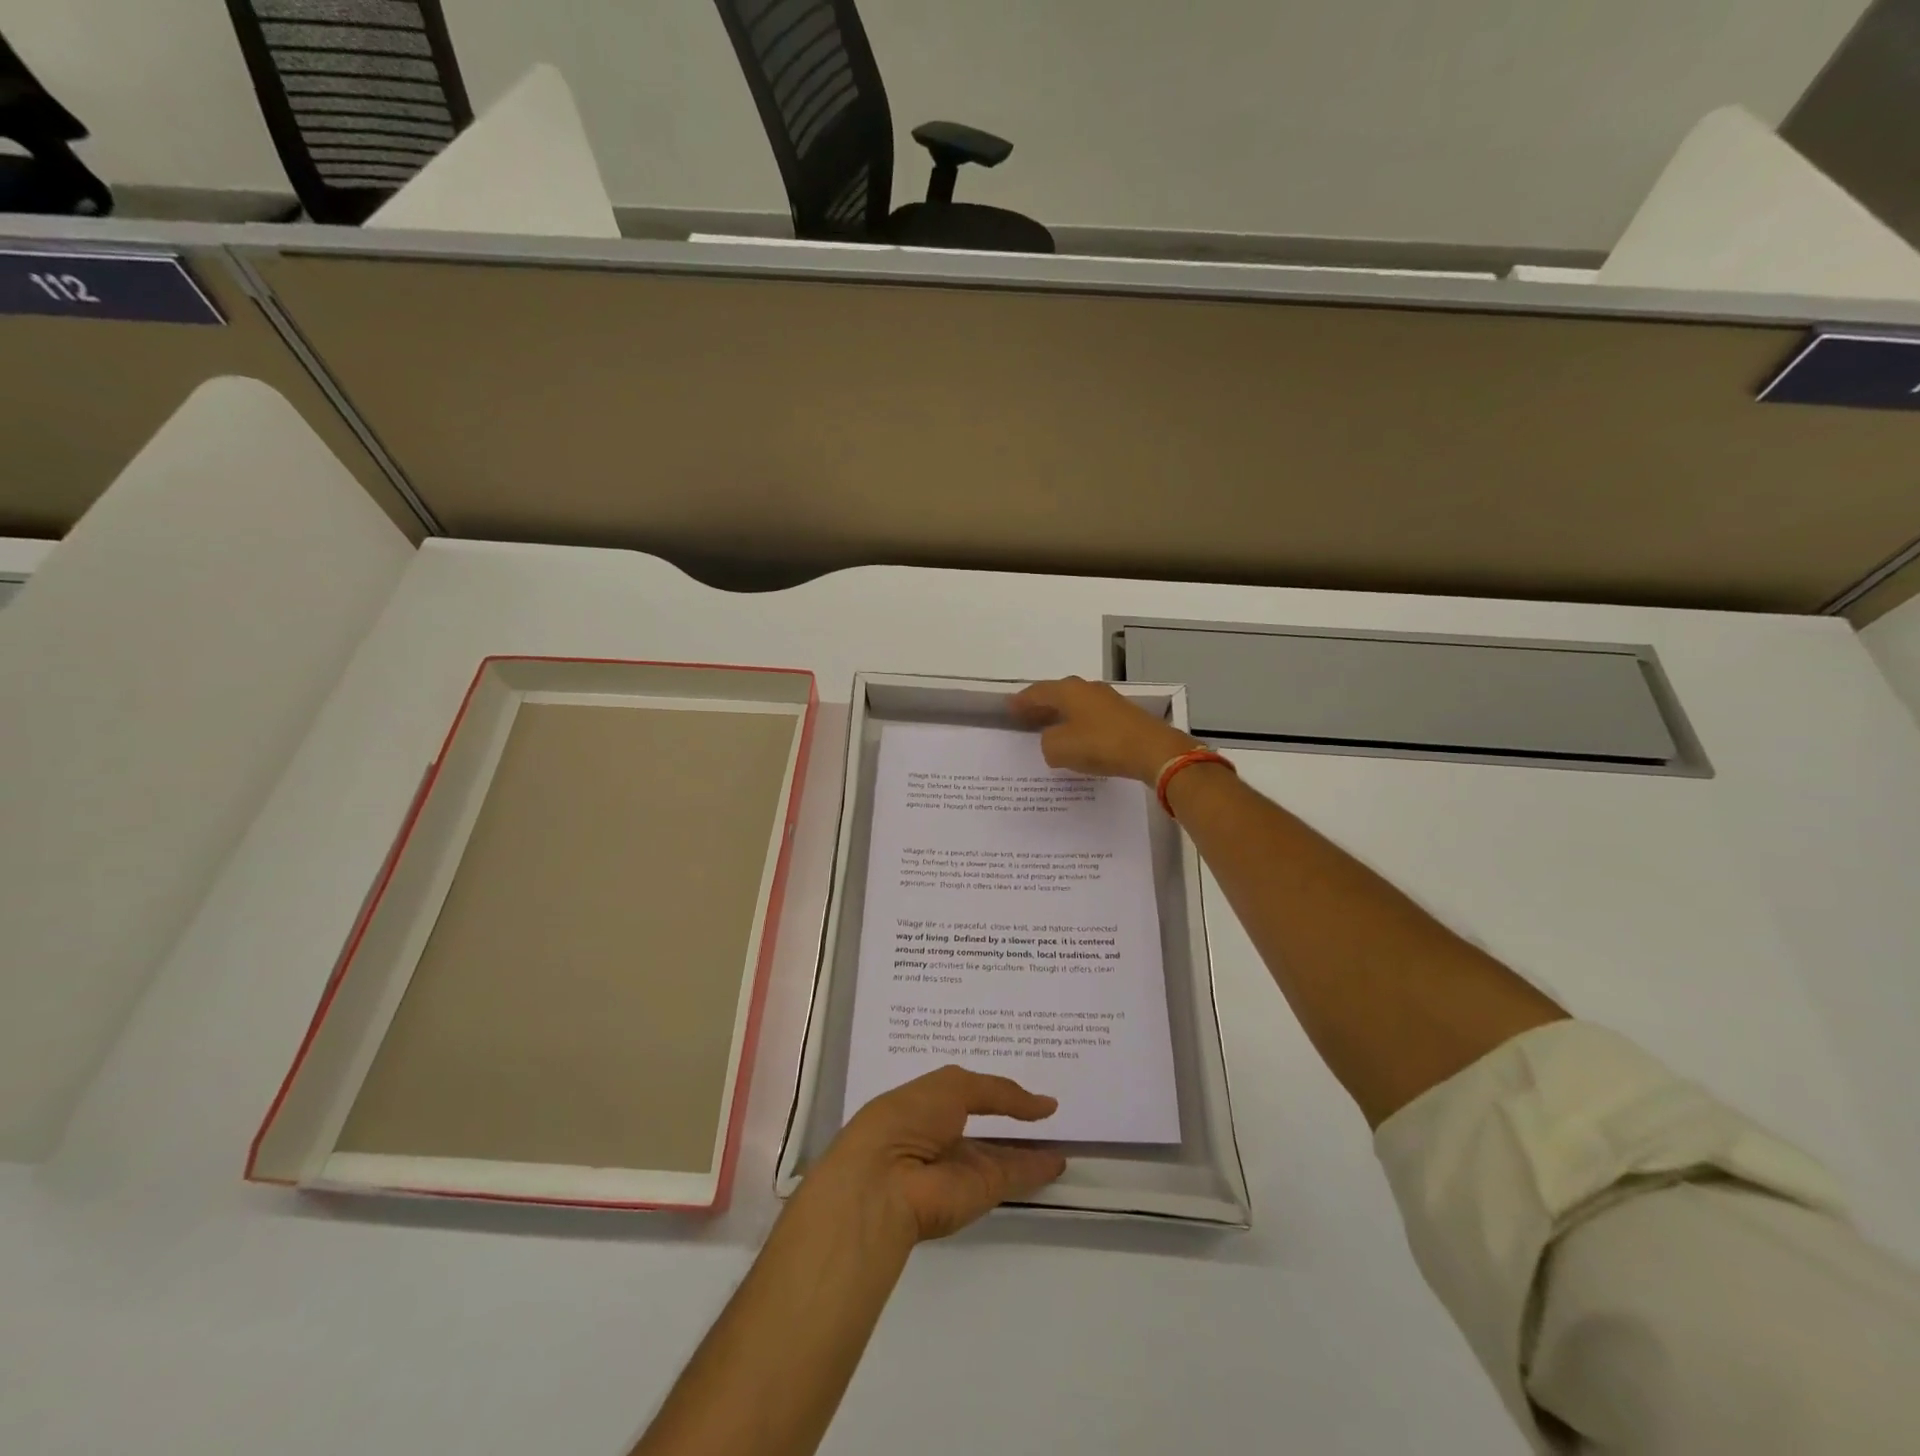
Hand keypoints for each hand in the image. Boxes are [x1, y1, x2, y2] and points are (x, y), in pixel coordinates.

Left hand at [807, 1066, 1066, 1243]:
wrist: (885, 1184)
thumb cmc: (908, 1119)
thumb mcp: (952, 1086)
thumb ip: (998, 1091)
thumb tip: (1043, 1103)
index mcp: (922, 1105)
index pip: (960, 1094)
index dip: (987, 1088)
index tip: (1016, 1081)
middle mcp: (942, 1136)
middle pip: (983, 1126)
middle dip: (1008, 1117)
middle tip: (1044, 1106)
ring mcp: (961, 1167)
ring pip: (1000, 1155)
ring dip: (1027, 1147)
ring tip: (1061, 1134)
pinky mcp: (980, 1194)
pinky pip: (1013, 1176)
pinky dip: (1036, 1169)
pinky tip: (1059, 1160)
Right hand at [1010, 676, 1200, 783]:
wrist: (1152, 750)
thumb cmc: (1100, 744)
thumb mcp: (1060, 748)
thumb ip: (1047, 743)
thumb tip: (1053, 740)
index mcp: (1068, 690)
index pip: (1037, 692)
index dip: (1021, 701)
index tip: (1009, 707)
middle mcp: (1087, 689)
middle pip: (1057, 695)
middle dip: (1041, 706)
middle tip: (1026, 717)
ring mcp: (1108, 701)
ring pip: (1076, 706)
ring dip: (1061, 716)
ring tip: (1048, 729)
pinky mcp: (1124, 716)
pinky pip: (1091, 717)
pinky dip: (1079, 725)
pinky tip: (1077, 738)